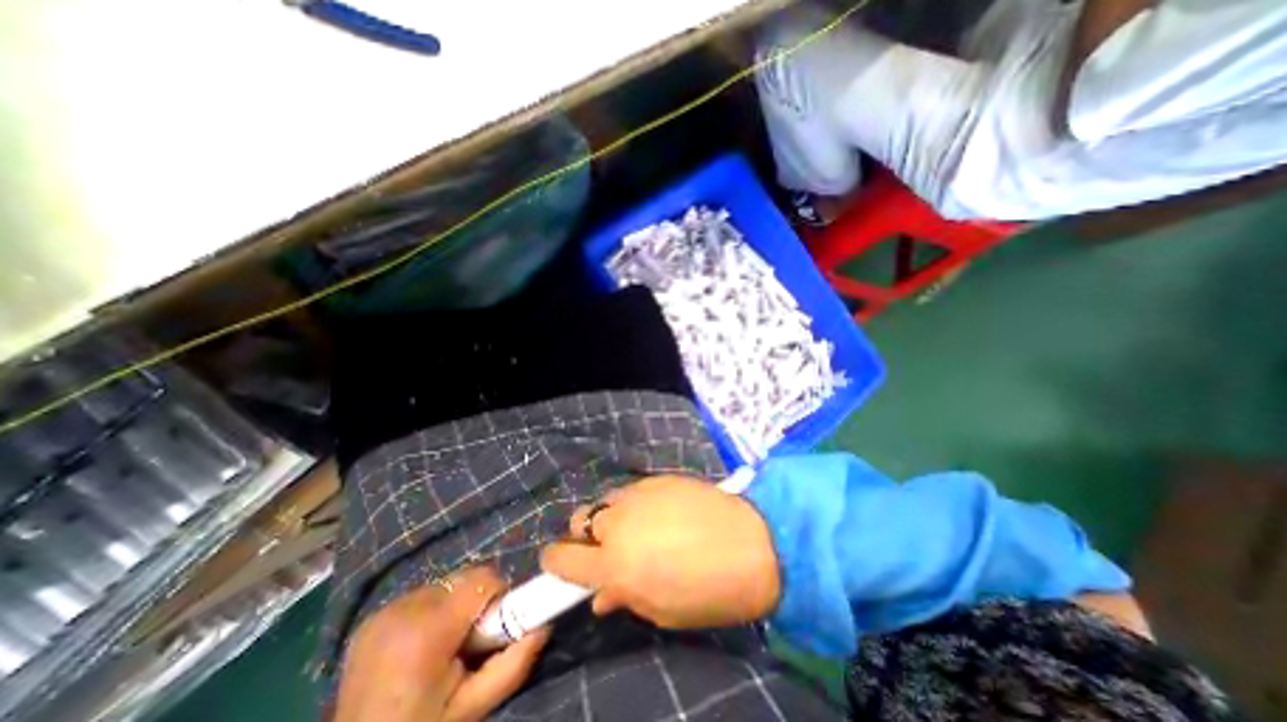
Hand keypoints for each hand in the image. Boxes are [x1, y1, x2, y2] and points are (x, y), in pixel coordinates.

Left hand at [331, 567, 545, 719]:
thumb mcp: (472, 708)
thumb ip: (513, 663)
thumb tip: (545, 624)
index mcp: (427, 630)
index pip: (484, 579)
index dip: (500, 597)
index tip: (497, 629)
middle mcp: (403, 608)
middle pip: (465, 579)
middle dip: (478, 602)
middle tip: (471, 644)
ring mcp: (383, 611)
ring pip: (445, 585)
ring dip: (455, 607)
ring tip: (444, 648)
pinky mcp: (372, 617)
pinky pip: (422, 597)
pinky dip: (433, 612)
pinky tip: (421, 648)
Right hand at [540, 473, 779, 624]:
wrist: (752, 543)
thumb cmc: (708, 591)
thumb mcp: (662, 610)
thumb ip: (625, 597)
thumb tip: (602, 595)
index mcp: (613, 565)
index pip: (561, 559)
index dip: (556, 561)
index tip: (561, 563)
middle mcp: (617, 524)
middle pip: (580, 521)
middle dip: (586, 535)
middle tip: (609, 546)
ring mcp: (637, 495)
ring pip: (606, 501)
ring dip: (612, 516)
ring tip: (638, 526)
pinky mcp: (656, 478)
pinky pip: (633, 490)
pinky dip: (635, 502)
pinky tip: (661, 510)